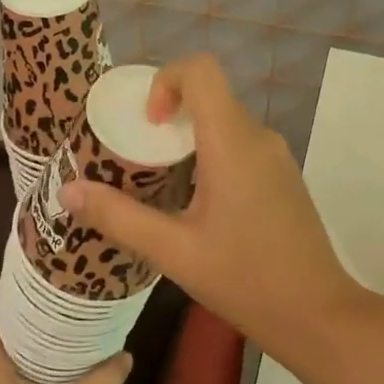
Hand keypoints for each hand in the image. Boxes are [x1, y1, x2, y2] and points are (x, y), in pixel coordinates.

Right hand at [59, 54, 371, 356]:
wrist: (316, 312)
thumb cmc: (245, 280)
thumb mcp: (173, 252)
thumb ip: (118, 217)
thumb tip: (67, 191)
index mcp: (233, 143)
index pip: (201, 71)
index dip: (166, 81)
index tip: (149, 125)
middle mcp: (259, 138)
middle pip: (210, 98)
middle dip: (169, 118)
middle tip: (140, 161)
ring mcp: (277, 157)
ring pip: (225, 124)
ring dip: (189, 142)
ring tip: (162, 186)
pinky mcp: (284, 177)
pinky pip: (241, 147)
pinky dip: (211, 158)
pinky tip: (197, 207)